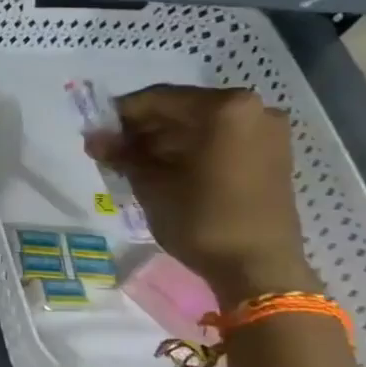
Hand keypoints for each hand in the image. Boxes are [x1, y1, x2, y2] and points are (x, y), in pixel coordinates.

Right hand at [85, 85, 317, 304]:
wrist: (258, 267)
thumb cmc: (202, 219)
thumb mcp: (151, 184)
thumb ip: (121, 154)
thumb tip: (94, 137)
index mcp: (224, 108)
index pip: (158, 99)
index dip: (121, 114)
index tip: (96, 130)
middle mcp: (252, 109)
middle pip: (182, 109)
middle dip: (144, 128)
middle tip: (112, 149)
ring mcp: (266, 132)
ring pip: (201, 126)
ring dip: (164, 140)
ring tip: (133, 163)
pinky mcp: (271, 155)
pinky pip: (220, 140)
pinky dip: (190, 149)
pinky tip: (164, 169)